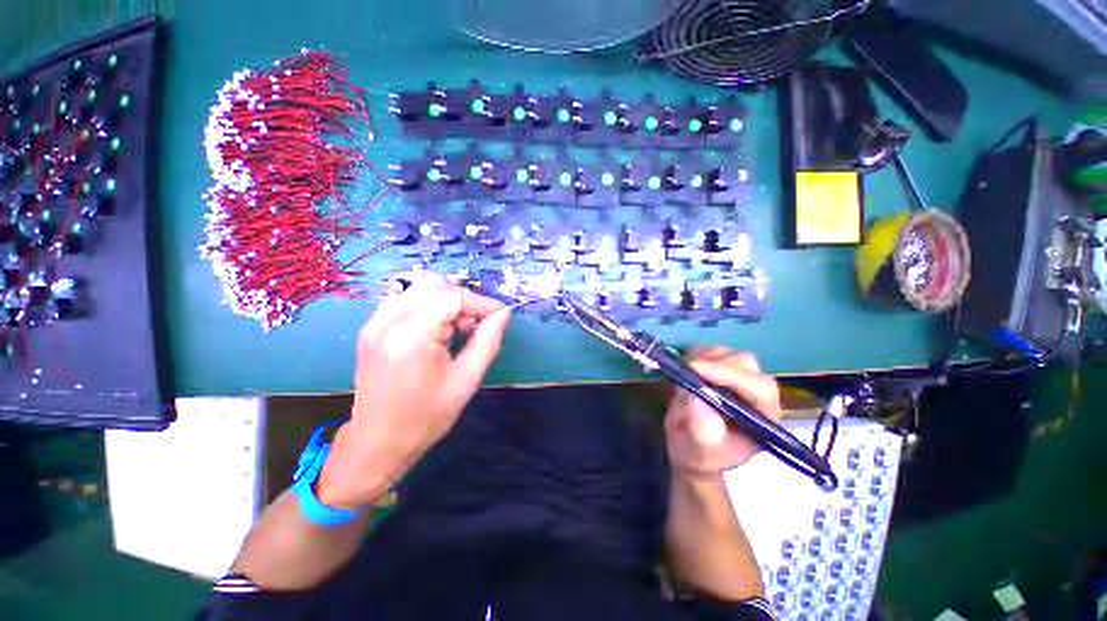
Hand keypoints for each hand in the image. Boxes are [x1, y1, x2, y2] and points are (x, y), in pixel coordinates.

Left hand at [318, 272, 511, 508]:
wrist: (377, 442)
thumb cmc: (425, 417)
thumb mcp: (466, 380)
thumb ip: (488, 341)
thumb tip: (503, 314)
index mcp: (411, 336)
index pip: (453, 297)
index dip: (482, 302)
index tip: (500, 316)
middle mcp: (388, 320)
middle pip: (433, 283)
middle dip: (463, 298)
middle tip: (475, 325)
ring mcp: (375, 321)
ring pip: (419, 286)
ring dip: (446, 300)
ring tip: (456, 330)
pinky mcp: (371, 326)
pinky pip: (406, 298)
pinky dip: (429, 305)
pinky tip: (436, 330)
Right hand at [665, 348, 781, 476]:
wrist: (689, 448)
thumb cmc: (699, 455)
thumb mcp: (699, 450)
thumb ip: (702, 430)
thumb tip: (697, 399)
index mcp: (762, 416)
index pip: (757, 387)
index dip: (729, 374)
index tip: (696, 369)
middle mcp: (754, 393)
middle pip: (744, 364)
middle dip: (715, 363)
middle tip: (688, 370)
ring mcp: (736, 378)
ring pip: (726, 353)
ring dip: (703, 357)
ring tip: (685, 372)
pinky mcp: (718, 369)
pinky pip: (709, 351)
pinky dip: (695, 354)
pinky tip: (685, 368)